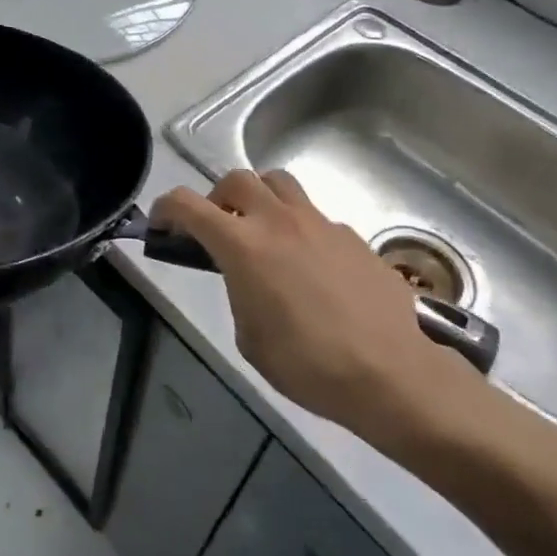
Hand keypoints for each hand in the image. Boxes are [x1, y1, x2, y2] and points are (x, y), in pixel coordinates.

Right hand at [151, 170, 489, 453]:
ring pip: (279, 183)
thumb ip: (239, 293)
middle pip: (237, 179)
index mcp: (243, 245)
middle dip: (217, 198)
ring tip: (262, 232)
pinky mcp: (352, 237)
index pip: (188, 204)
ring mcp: (320, 224)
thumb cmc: (311, 366)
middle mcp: (279, 221)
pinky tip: (310, 267)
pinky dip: (298, 227)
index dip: (166, 208)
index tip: (160, 224)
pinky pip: (314, 216)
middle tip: (217, 228)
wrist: (396, 376)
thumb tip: (247, 278)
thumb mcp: (251, 338)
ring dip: (260, 198)